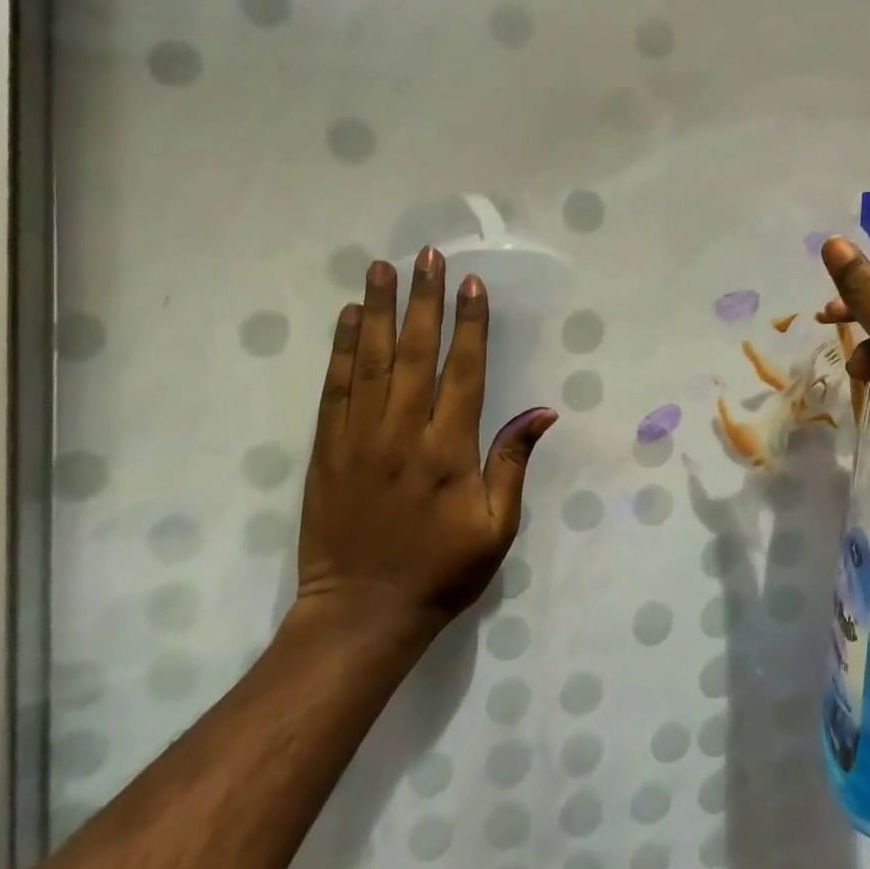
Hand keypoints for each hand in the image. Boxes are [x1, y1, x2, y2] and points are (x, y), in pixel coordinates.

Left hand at [292, 247, 557, 635]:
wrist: (361, 613)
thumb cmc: (440, 571)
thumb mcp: (497, 526)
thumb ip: (514, 463)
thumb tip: (543, 412)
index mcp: (448, 450)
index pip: (463, 371)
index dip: (470, 324)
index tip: (473, 284)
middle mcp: (403, 433)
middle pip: (416, 353)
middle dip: (425, 300)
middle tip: (428, 255)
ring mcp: (359, 438)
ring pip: (372, 361)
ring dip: (381, 310)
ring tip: (383, 268)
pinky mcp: (326, 449)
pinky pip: (334, 389)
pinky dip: (342, 350)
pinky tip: (350, 318)